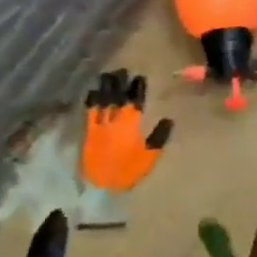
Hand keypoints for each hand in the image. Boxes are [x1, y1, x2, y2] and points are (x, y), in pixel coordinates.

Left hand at [80, 71, 172, 191]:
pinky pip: (89, 112)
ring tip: (107, 76)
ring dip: (104, 88)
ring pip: (102, 101)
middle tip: (121, 71)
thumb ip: (159, 136)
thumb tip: (168, 119)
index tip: (139, 77)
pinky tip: (92, 92)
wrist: (101, 185)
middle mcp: (114, 120)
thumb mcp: (150, 155)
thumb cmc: (129, 171)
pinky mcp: (88, 132)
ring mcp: (99, 125)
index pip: (135, 101)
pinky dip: (91, 101)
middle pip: (116, 97)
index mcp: (131, 124)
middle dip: (119, 83)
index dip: (137, 88)